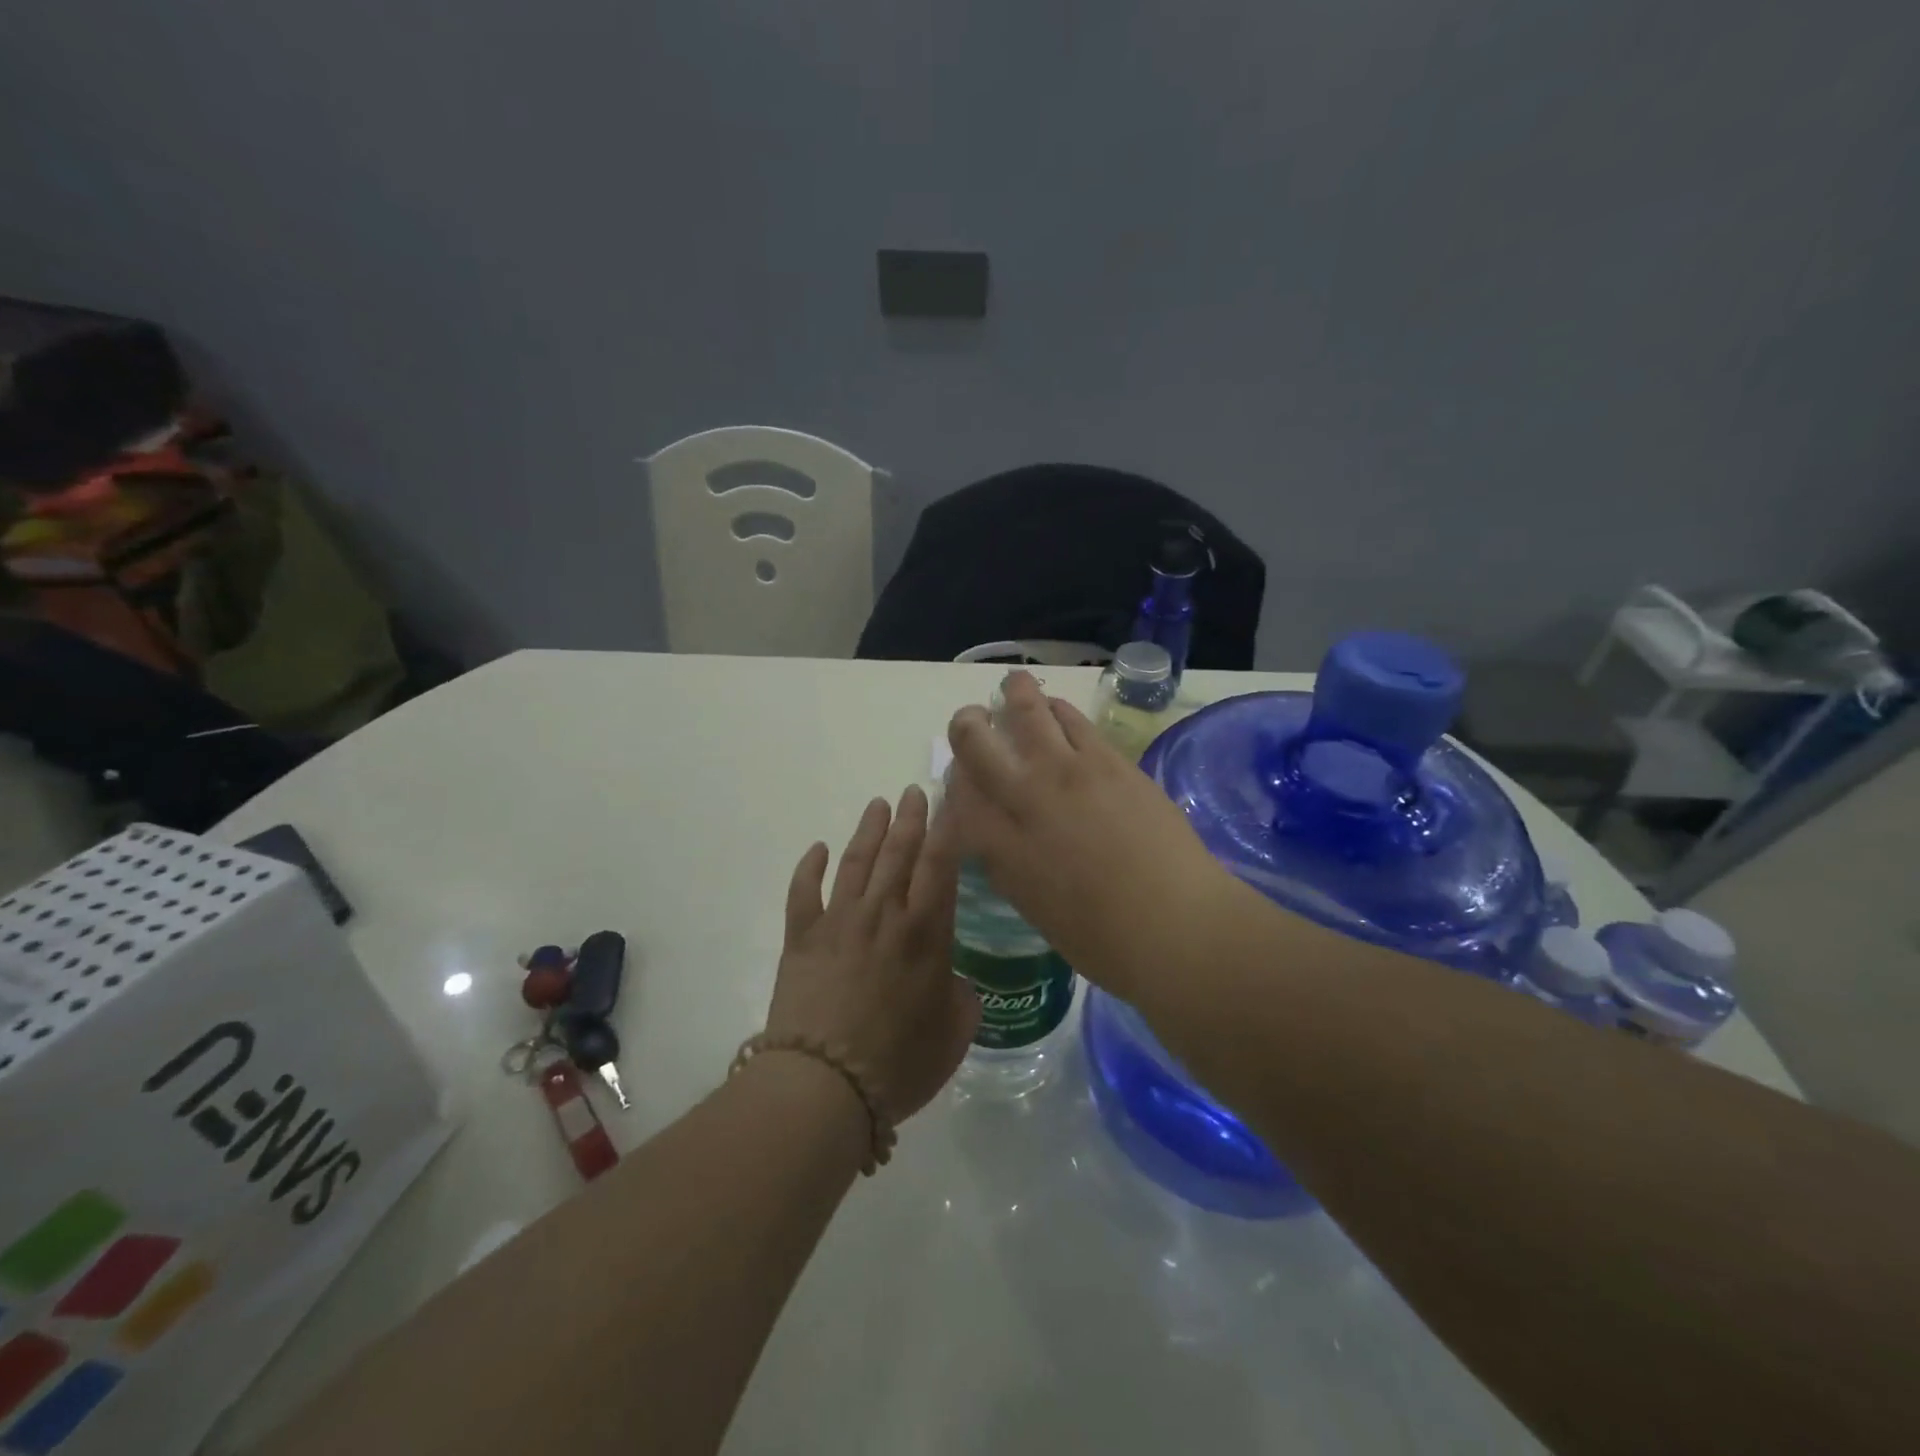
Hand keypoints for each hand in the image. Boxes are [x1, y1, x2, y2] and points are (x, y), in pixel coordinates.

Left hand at [768, 785, 979, 1122]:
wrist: (824, 1085)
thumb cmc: (899, 1062)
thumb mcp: (955, 1033)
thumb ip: (962, 998)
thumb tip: (953, 982)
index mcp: (925, 932)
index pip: (940, 866)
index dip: (946, 830)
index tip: (950, 802)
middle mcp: (883, 915)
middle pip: (899, 853)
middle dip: (910, 818)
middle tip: (914, 791)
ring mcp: (838, 922)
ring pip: (855, 862)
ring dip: (868, 831)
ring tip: (878, 805)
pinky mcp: (801, 938)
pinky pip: (804, 892)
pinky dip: (809, 867)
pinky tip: (816, 849)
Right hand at [943, 671, 1235, 999]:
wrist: (1176, 924)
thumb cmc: (1103, 940)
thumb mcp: (1034, 908)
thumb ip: (1006, 863)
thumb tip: (995, 835)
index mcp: (1000, 847)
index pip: (958, 794)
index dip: (954, 779)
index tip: (962, 778)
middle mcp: (1024, 799)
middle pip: (974, 742)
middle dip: (966, 726)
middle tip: (973, 720)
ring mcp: (1068, 773)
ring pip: (1026, 712)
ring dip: (1014, 694)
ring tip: (1013, 686)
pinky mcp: (1108, 761)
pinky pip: (1072, 719)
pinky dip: (1056, 708)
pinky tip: (1056, 709)